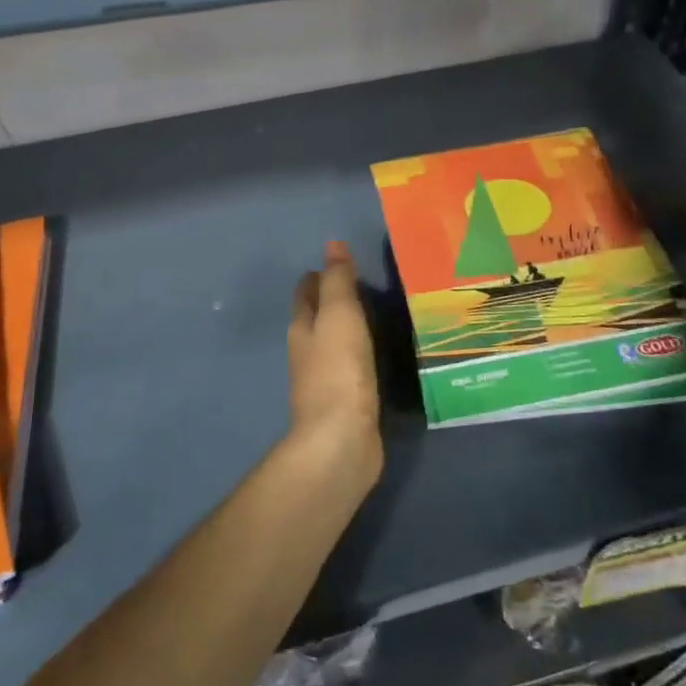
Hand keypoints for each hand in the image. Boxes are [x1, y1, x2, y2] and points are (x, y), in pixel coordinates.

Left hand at [287, 242, 382, 480]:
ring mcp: (326, 380)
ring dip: (351, 329)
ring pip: (336, 344)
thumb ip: (338, 281)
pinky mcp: (346, 404)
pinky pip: (354, 369)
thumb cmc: (338, 370)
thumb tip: (332, 244)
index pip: (306, 293)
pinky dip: (364, 355)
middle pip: (318, 318)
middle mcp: (308, 352)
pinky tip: (383, 355)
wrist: (341, 441)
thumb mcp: (340, 315)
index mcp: (302, 328)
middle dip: (334, 301)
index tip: (341, 262)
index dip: (318, 276)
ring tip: (380, 314)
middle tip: (366, 284)